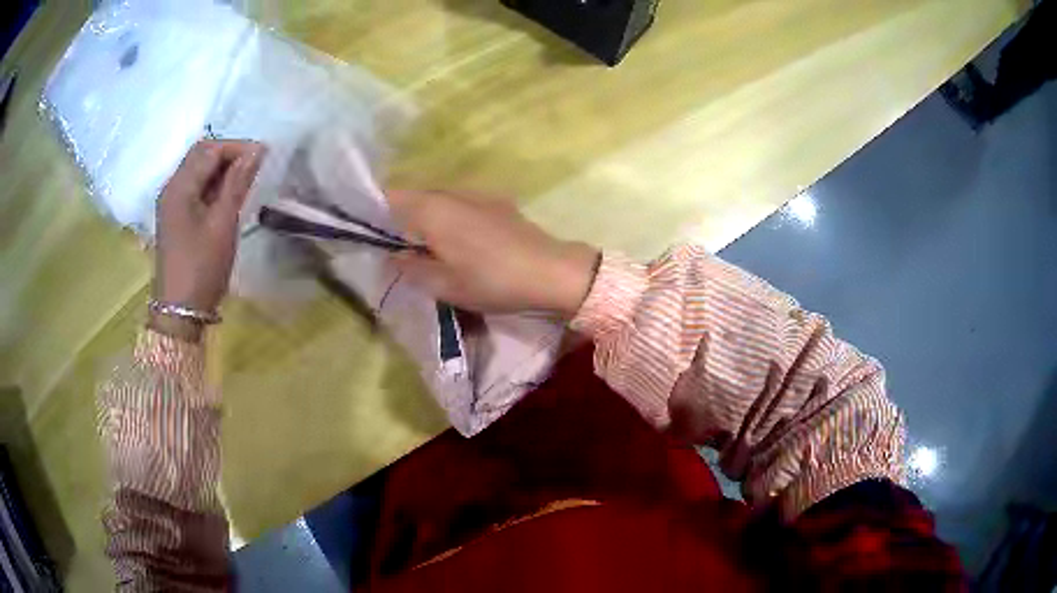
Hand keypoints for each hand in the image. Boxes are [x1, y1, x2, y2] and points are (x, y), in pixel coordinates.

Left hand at [151, 140, 263, 339]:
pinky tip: (228, 197)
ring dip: (222, 169)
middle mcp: (171, 188)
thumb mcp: (222, 223)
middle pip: (200, 155)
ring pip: (198, 171)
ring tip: (246, 180)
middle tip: (256, 166)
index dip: (237, 147)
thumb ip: (237, 183)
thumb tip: (257, 150)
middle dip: (229, 154)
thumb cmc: (201, 267)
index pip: (209, 149)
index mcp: (179, 186)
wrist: (179, 311)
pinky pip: (195, 188)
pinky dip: (213, 185)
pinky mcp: (175, 217)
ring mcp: (171, 203)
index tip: (264, 156)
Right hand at [387, 190, 599, 316]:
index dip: (377, 212)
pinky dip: (451, 218)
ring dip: (429, 218)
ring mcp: (478, 195)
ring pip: (440, 200)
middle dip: (403, 218)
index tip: (374, 235)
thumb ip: (412, 268)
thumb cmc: (492, 280)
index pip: (392, 196)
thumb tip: (393, 256)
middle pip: (416, 196)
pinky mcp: (498, 203)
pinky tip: (462, 243)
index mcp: (433, 209)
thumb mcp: (444, 285)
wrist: (551, 272)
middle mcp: (453, 193)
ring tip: (431, 249)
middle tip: (401, 249)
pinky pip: (462, 205)